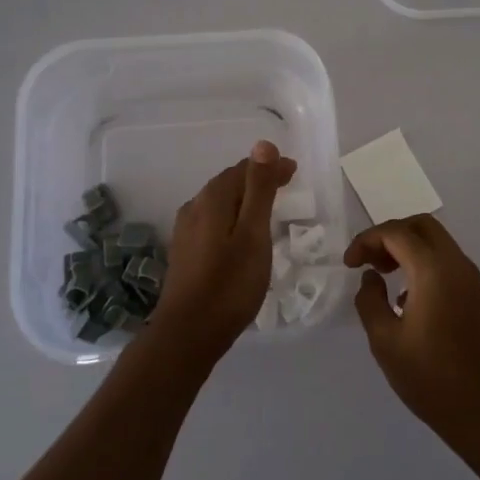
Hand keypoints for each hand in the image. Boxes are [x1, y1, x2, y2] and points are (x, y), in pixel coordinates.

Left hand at [151, 140, 295, 361]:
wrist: (188, 334)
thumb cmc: (230, 284)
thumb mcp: (253, 234)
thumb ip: (259, 190)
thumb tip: (263, 145)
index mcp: (212, 199)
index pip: (245, 169)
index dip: (270, 166)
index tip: (294, 171)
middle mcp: (194, 207)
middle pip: (229, 183)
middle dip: (258, 179)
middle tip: (286, 184)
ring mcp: (186, 231)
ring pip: (220, 203)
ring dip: (245, 198)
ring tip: (268, 207)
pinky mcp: (185, 252)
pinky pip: (213, 221)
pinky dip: (233, 217)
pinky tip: (241, 233)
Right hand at [346, 215, 479, 449]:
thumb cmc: (431, 378)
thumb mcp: (385, 342)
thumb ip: (370, 301)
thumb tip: (371, 278)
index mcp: (433, 270)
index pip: (396, 233)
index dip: (366, 241)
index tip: (348, 265)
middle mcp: (456, 264)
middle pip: (421, 226)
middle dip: (389, 235)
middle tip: (368, 262)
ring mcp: (471, 279)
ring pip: (436, 241)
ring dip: (407, 248)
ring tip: (382, 275)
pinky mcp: (477, 295)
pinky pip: (446, 261)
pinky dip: (422, 263)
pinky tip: (406, 297)